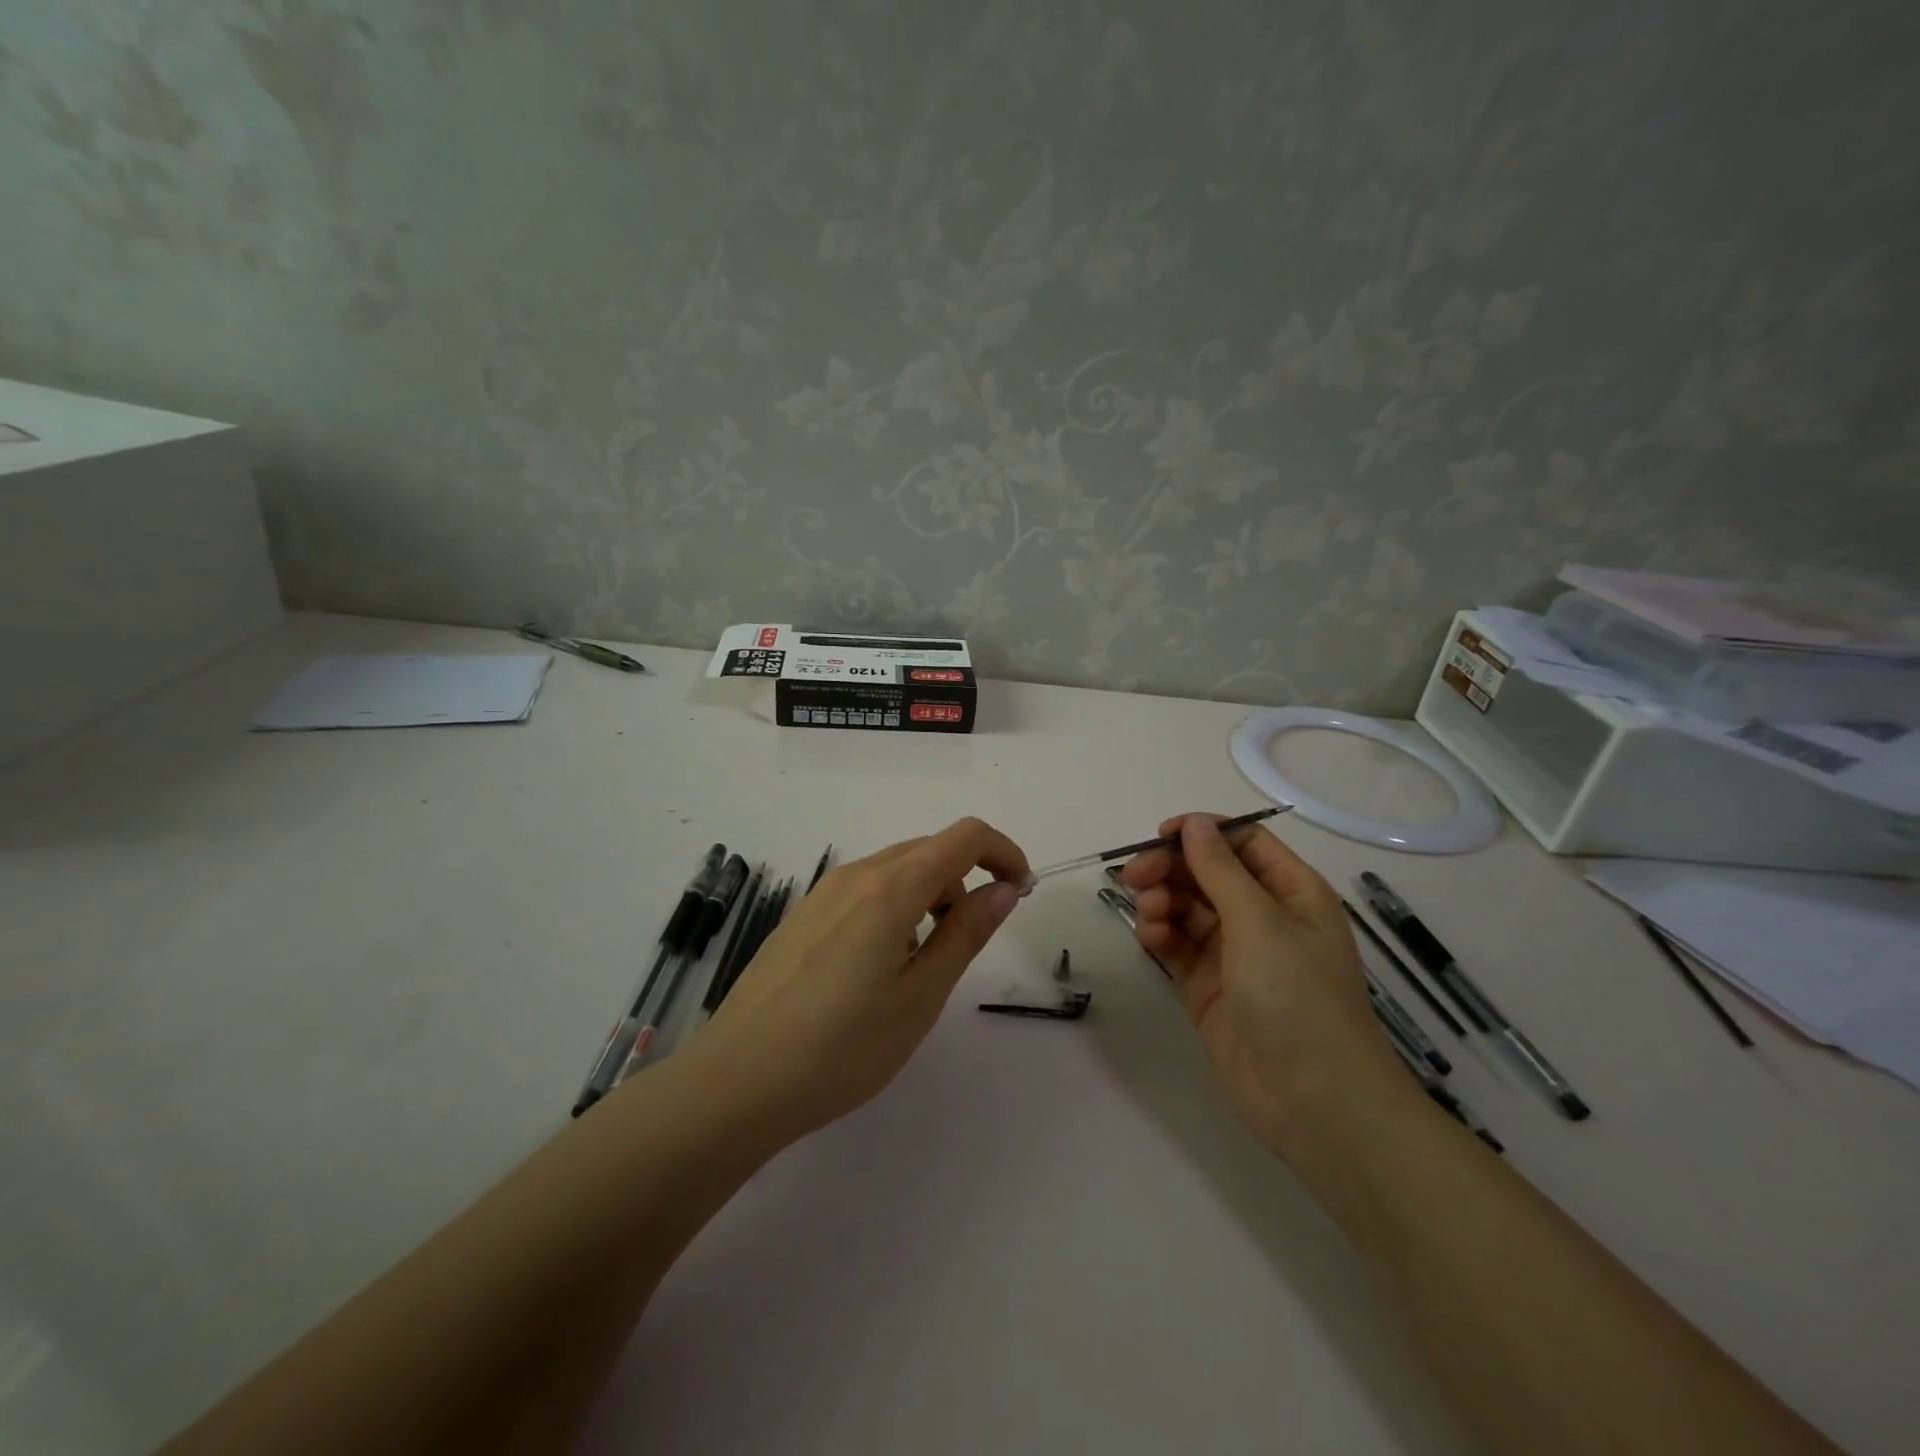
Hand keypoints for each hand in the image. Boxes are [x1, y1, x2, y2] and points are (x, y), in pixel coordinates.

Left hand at [690, 818, 1028, 1141]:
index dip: (1003, 852)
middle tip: (971, 939)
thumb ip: (965, 934)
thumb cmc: (841, 1048)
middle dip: (966, 879)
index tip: (1019, 892)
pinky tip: (877, 966)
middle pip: (929, 849)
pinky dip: (894, 906)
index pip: (964, 837)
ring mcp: (821, 893)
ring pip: (895, 869)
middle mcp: (855, 875)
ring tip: (923, 963)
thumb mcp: (919, 997)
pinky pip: (864, 889)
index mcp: (890, 888)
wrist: (735, 1082)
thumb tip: (1004, 889)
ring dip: (929, 894)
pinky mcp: (801, 915)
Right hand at [1119, 814, 1405, 1155]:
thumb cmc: (1297, 997)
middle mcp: (1264, 917)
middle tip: (1133, 877)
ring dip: (1162, 902)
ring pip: (1187, 908)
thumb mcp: (1261, 922)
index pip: (1243, 842)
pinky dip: (1160, 935)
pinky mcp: (1208, 986)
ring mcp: (1234, 953)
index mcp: (1292, 892)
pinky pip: (1177, 945)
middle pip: (1208, 873)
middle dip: (1170, 869)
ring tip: (1149, 916)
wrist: (1313, 1101)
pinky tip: (1150, 939)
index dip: (1203, 833)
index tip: (1160, 836)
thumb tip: (1194, 823)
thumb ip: (1220, 869)